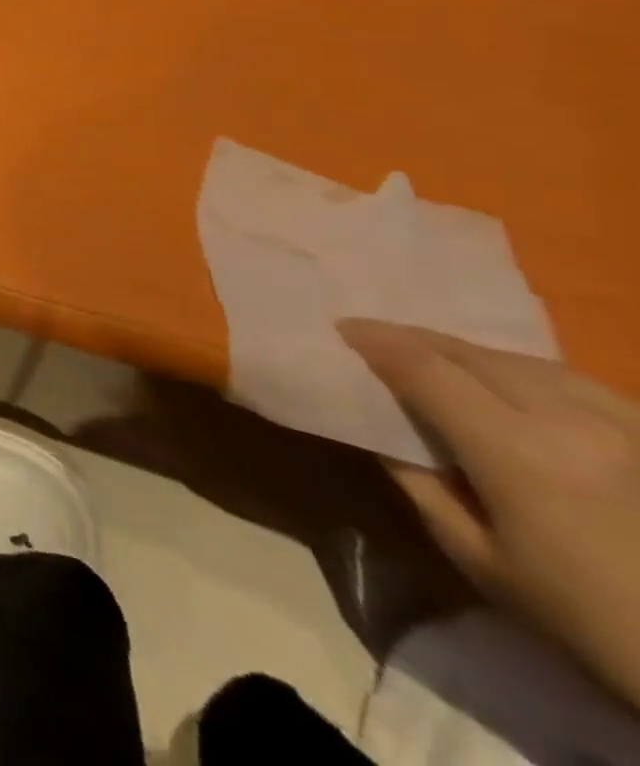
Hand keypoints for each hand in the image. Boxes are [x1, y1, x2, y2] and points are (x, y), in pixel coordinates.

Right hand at [341, 320, 639, 708]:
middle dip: (417, 341)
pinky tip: (514, 386)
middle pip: (474, 355)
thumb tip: (384, 429)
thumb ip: (420, 483)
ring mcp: (628, 426)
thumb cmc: (589, 621)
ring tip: (438, 359)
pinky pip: (577, 383)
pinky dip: (526, 372)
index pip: (425, 369)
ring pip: (527, 362)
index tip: (341, 329)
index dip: (376, 342)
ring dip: (470, 354)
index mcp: (517, 450)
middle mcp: (571, 420)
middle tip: (376, 340)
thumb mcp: (480, 560)